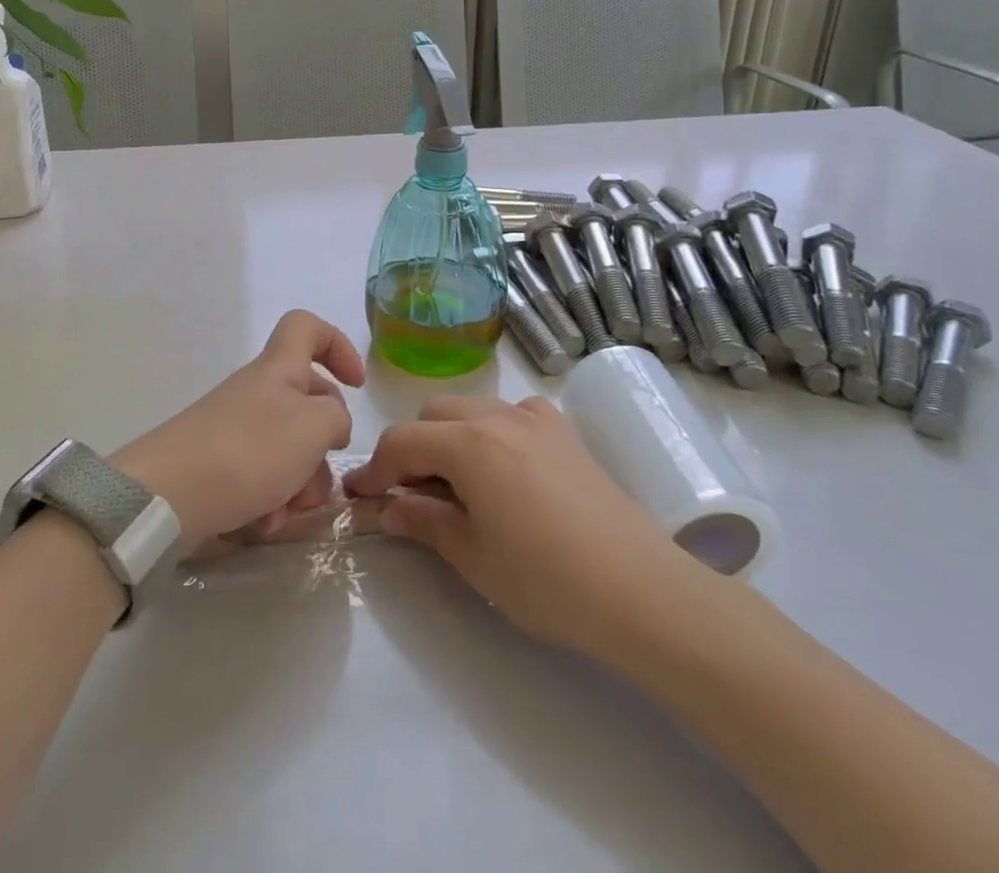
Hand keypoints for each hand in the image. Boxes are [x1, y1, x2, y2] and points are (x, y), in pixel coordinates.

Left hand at [112, 311, 363, 548]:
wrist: (167, 496)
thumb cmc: (249, 450)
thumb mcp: (314, 426)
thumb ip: (337, 418)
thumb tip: (330, 425)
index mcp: (279, 369)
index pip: (307, 328)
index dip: (337, 346)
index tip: (356, 384)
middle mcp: (258, 393)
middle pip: (307, 403)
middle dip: (323, 447)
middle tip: (319, 479)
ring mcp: (235, 430)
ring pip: (288, 451)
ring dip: (299, 485)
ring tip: (286, 513)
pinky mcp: (219, 467)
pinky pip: (261, 480)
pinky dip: (269, 502)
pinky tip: (261, 525)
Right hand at [344, 396, 700, 655]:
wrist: (640, 590)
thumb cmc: (546, 579)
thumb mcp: (472, 556)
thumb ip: (423, 522)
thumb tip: (386, 508)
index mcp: (467, 443)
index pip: (402, 442)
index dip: (375, 469)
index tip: (358, 496)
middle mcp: (497, 416)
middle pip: (434, 415)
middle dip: (412, 448)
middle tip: (410, 495)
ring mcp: (536, 419)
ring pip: (472, 409)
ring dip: (450, 437)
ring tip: (457, 484)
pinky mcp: (565, 432)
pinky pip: (515, 413)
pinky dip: (495, 431)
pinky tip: (506, 467)